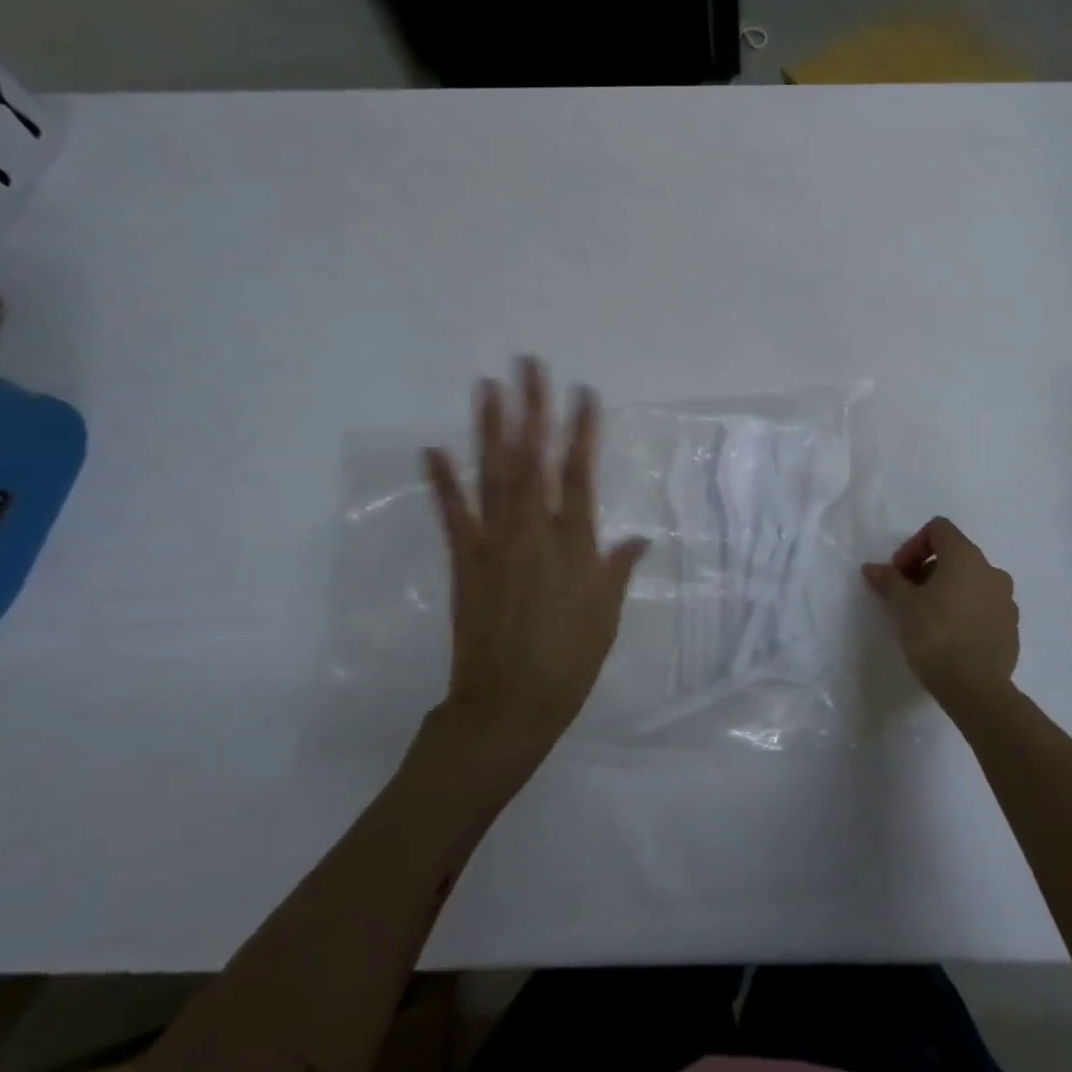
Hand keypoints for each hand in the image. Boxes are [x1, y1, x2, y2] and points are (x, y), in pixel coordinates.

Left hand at [423, 358, 646, 747]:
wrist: (508, 705)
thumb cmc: (569, 661)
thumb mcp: (606, 616)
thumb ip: (618, 569)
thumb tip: (639, 537)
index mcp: (573, 543)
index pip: (580, 473)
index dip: (583, 429)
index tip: (583, 391)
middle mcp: (533, 530)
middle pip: (533, 458)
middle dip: (533, 408)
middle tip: (528, 365)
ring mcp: (494, 542)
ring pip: (493, 474)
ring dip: (490, 428)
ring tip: (488, 387)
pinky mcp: (465, 559)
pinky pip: (453, 513)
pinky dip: (442, 480)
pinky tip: (433, 448)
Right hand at [862, 517, 1018, 705]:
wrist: (976, 689)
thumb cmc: (935, 635)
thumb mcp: (902, 606)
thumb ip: (888, 581)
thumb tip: (872, 568)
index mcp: (966, 557)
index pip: (939, 529)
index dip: (913, 545)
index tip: (899, 573)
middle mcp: (991, 571)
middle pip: (955, 555)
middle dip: (927, 570)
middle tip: (907, 596)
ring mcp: (1006, 601)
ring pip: (971, 582)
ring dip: (947, 591)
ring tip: (927, 618)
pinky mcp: (1012, 628)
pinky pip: (984, 608)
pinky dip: (965, 612)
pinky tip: (949, 637)